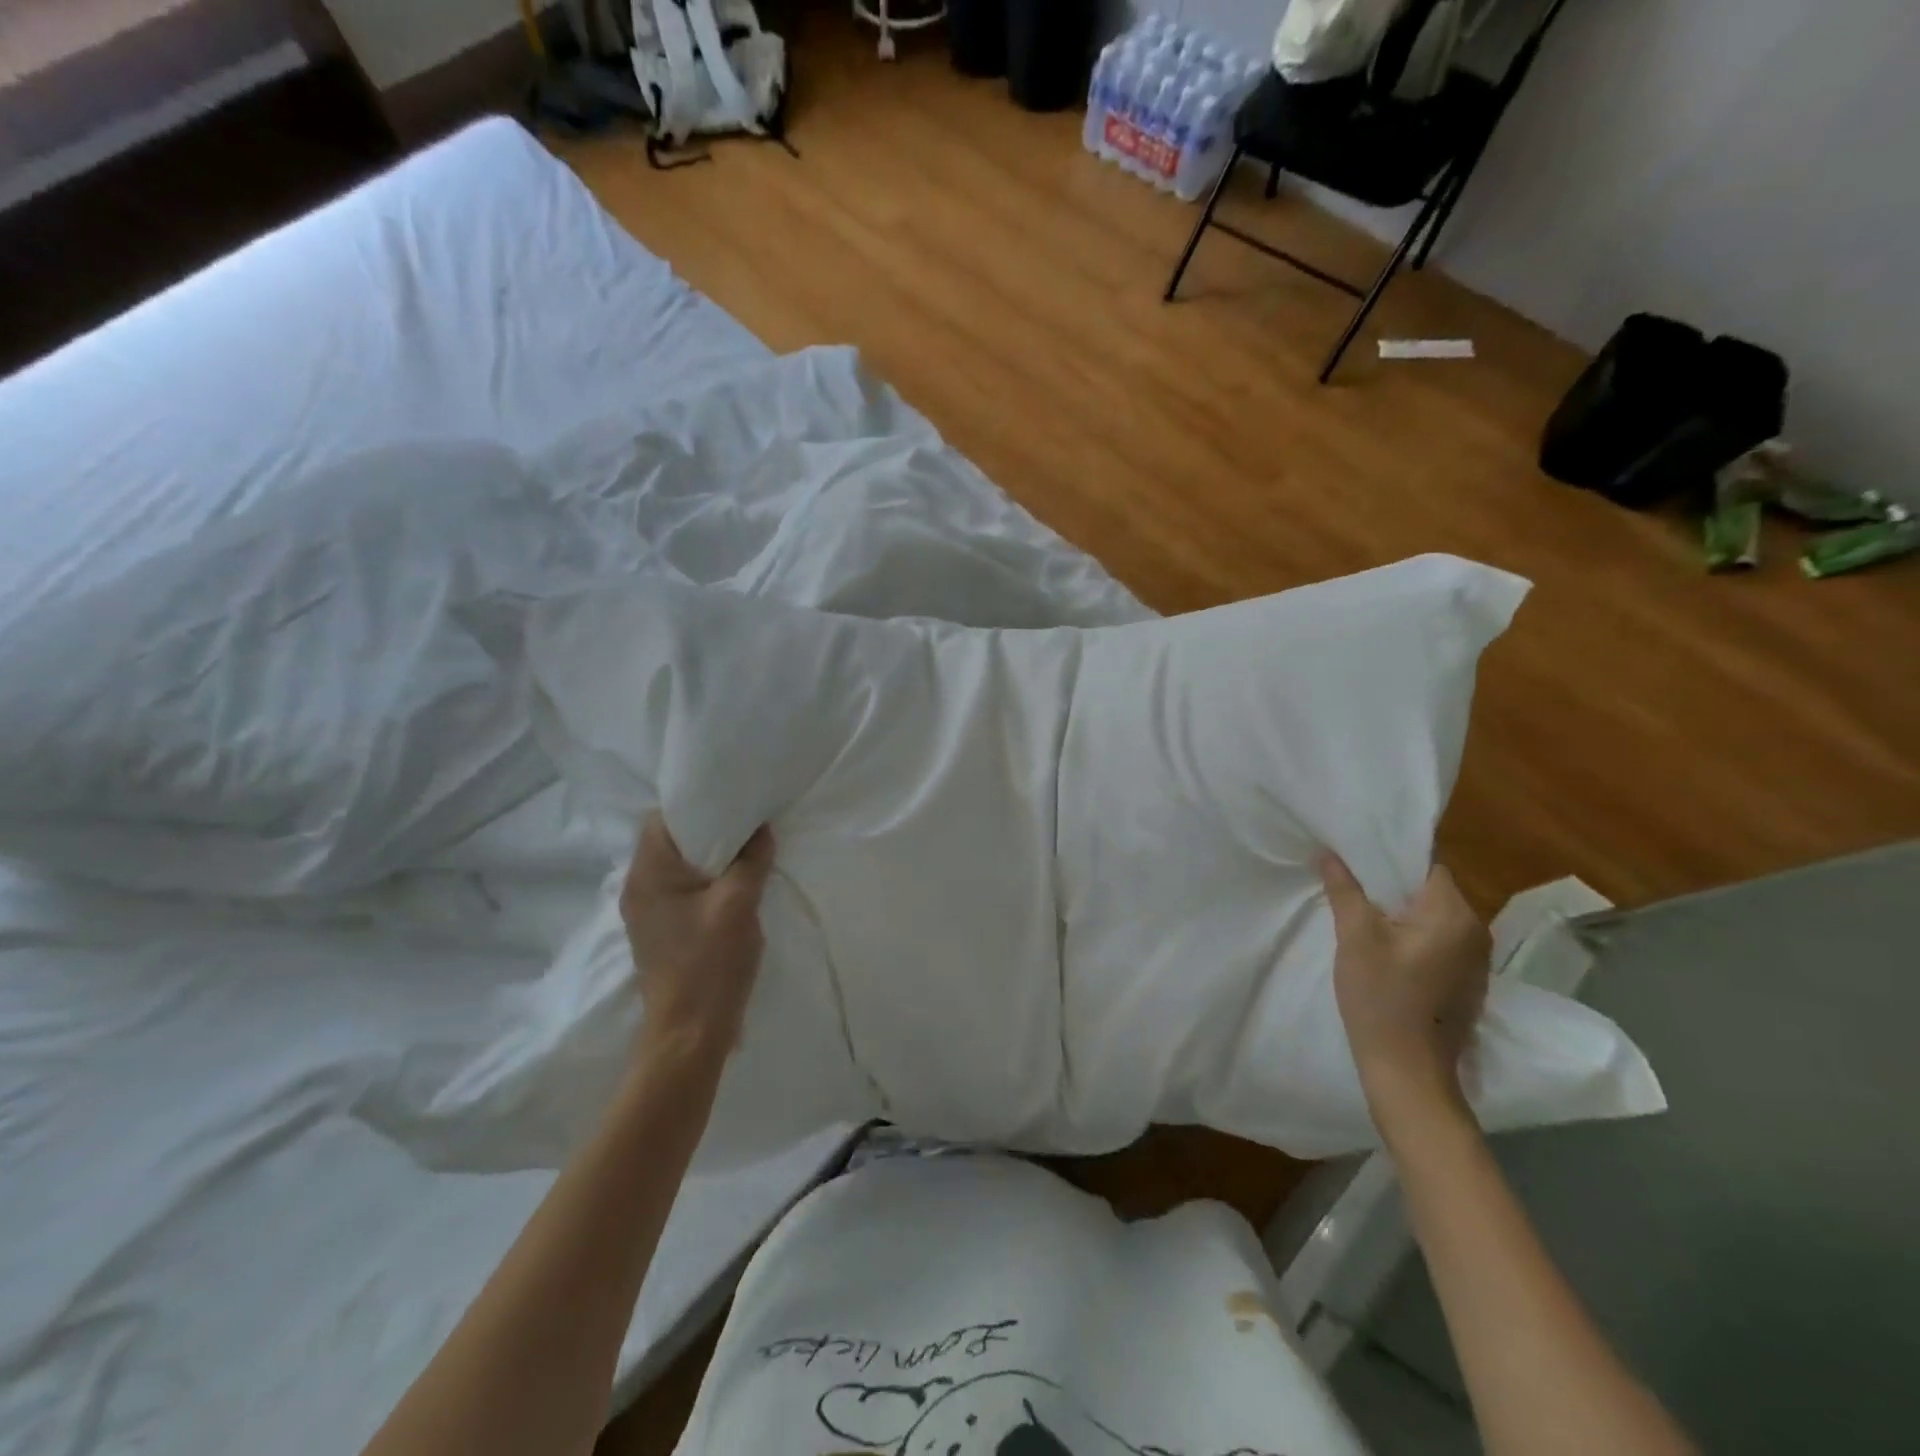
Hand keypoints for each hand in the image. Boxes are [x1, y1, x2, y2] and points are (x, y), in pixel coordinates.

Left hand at [620, 814, 774, 1064]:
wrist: (689, 1033)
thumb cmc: (711, 964)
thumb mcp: (739, 904)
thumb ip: (751, 861)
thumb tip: (761, 830)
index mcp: (648, 874)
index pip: (663, 818)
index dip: (696, 803)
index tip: (732, 799)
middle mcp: (639, 887)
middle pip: (670, 840)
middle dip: (709, 828)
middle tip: (747, 821)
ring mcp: (648, 912)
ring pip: (679, 866)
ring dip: (710, 856)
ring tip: (747, 849)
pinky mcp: (662, 930)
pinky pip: (682, 889)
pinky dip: (707, 880)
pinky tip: (736, 883)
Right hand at [1321, 853, 1491, 1135]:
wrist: (1408, 1071)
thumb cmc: (1381, 998)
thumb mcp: (1355, 938)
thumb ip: (1345, 891)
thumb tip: (1330, 854)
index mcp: (1455, 915)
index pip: (1427, 867)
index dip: (1391, 860)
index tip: (1357, 861)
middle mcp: (1476, 933)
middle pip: (1432, 892)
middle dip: (1392, 888)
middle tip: (1351, 889)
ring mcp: (1476, 962)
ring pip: (1435, 919)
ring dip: (1403, 915)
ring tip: (1364, 917)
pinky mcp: (1468, 984)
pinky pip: (1440, 944)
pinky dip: (1414, 939)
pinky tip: (1386, 952)